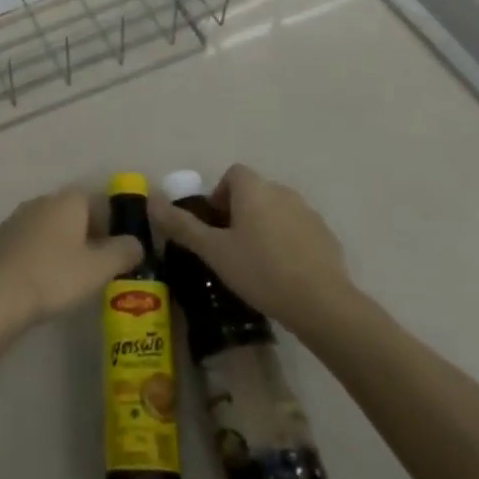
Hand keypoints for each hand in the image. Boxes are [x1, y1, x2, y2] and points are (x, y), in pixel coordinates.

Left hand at [0, 188, 143, 331]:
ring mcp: (19, 217)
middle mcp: (43, 200)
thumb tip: (136, 242)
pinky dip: (46, 254)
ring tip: (77, 277)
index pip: (101, 201)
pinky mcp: (2, 238)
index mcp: (69, 200)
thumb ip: (124, 252)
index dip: (116, 224)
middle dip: (92, 235)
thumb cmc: (53, 276)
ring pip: (54, 227)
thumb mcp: (99, 268)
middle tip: (104, 267)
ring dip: (68, 245)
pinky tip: (47, 280)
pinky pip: (34, 241)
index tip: (123, 250)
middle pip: (77, 213)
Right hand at [148, 164, 355, 332]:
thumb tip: (152, 200)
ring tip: (257, 263)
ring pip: (277, 211)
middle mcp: (282, 191)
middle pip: (254, 192)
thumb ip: (182, 225)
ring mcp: (308, 212)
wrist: (322, 303)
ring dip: (264, 227)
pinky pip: (299, 230)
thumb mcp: (214, 251)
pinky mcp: (327, 236)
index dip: (219, 196)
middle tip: (230, 248)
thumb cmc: (260, 271)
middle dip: (240, 213)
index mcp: (254, 189)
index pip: (233, 174)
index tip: (214, 226)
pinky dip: (288, 242)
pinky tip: (284, 274)